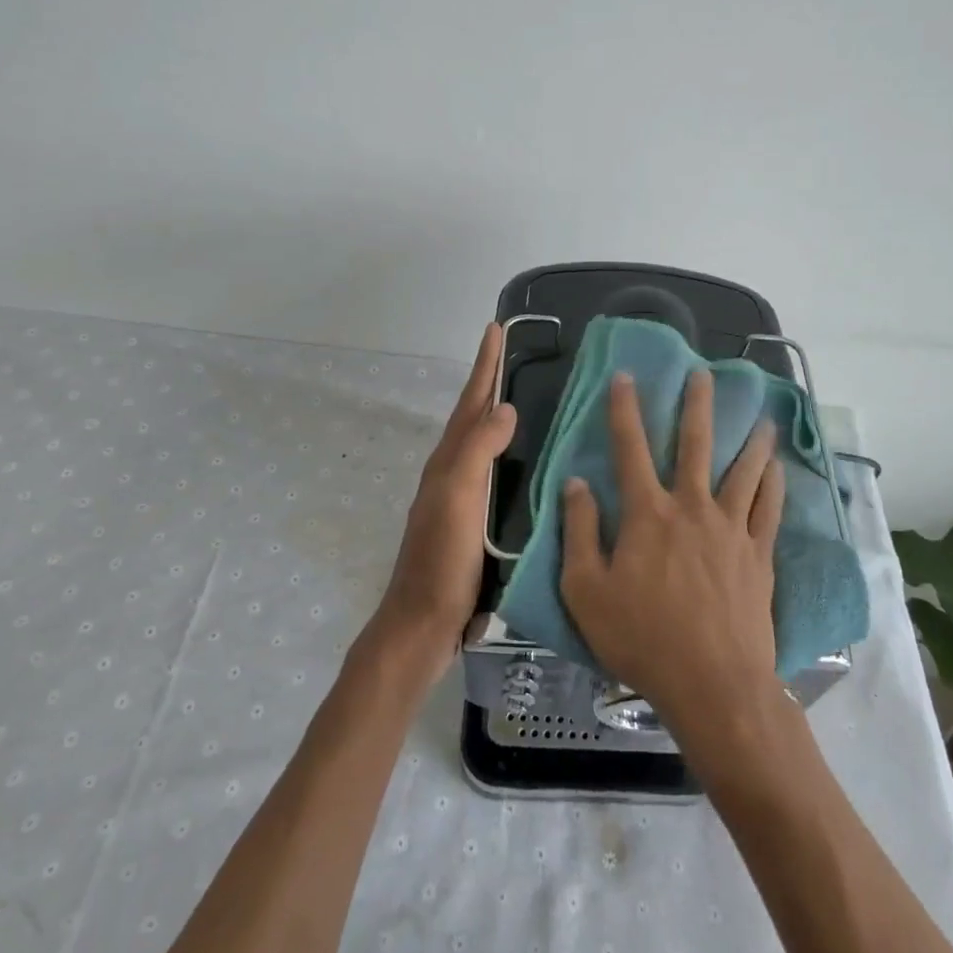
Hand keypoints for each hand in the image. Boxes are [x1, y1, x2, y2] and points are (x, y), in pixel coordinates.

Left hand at [371, 324, 516, 669]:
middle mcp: (453, 472)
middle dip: (492, 383)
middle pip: (474, 416)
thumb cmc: (441, 559)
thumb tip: (505, 406)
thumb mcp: (458, 497)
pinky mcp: (474, 522)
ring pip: (485, 444)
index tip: (496, 328)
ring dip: (500, 416)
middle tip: (516, 355)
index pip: (471, 401)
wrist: (423, 624)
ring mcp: (462, 498)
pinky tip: (529, 462)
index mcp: (448, 460)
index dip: (484, 365)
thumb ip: (479, 450)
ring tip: (528, 398)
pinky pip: (496, 473)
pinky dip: (510, 454)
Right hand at [559, 368, 783, 733]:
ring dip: (750, 440)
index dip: (624, 409)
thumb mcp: (586, 591)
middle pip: (695, 444)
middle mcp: (692, 508)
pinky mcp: (758, 555)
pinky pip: (769, 509)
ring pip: (743, 471)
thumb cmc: (641, 639)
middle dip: (697, 405)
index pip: (630, 448)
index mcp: (647, 514)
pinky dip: (774, 484)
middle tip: (704, 373)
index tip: (625, 376)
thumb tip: (577, 483)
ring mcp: (731, 529)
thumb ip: (579, 532)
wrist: (712, 683)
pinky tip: (778, 468)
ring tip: (762, 416)